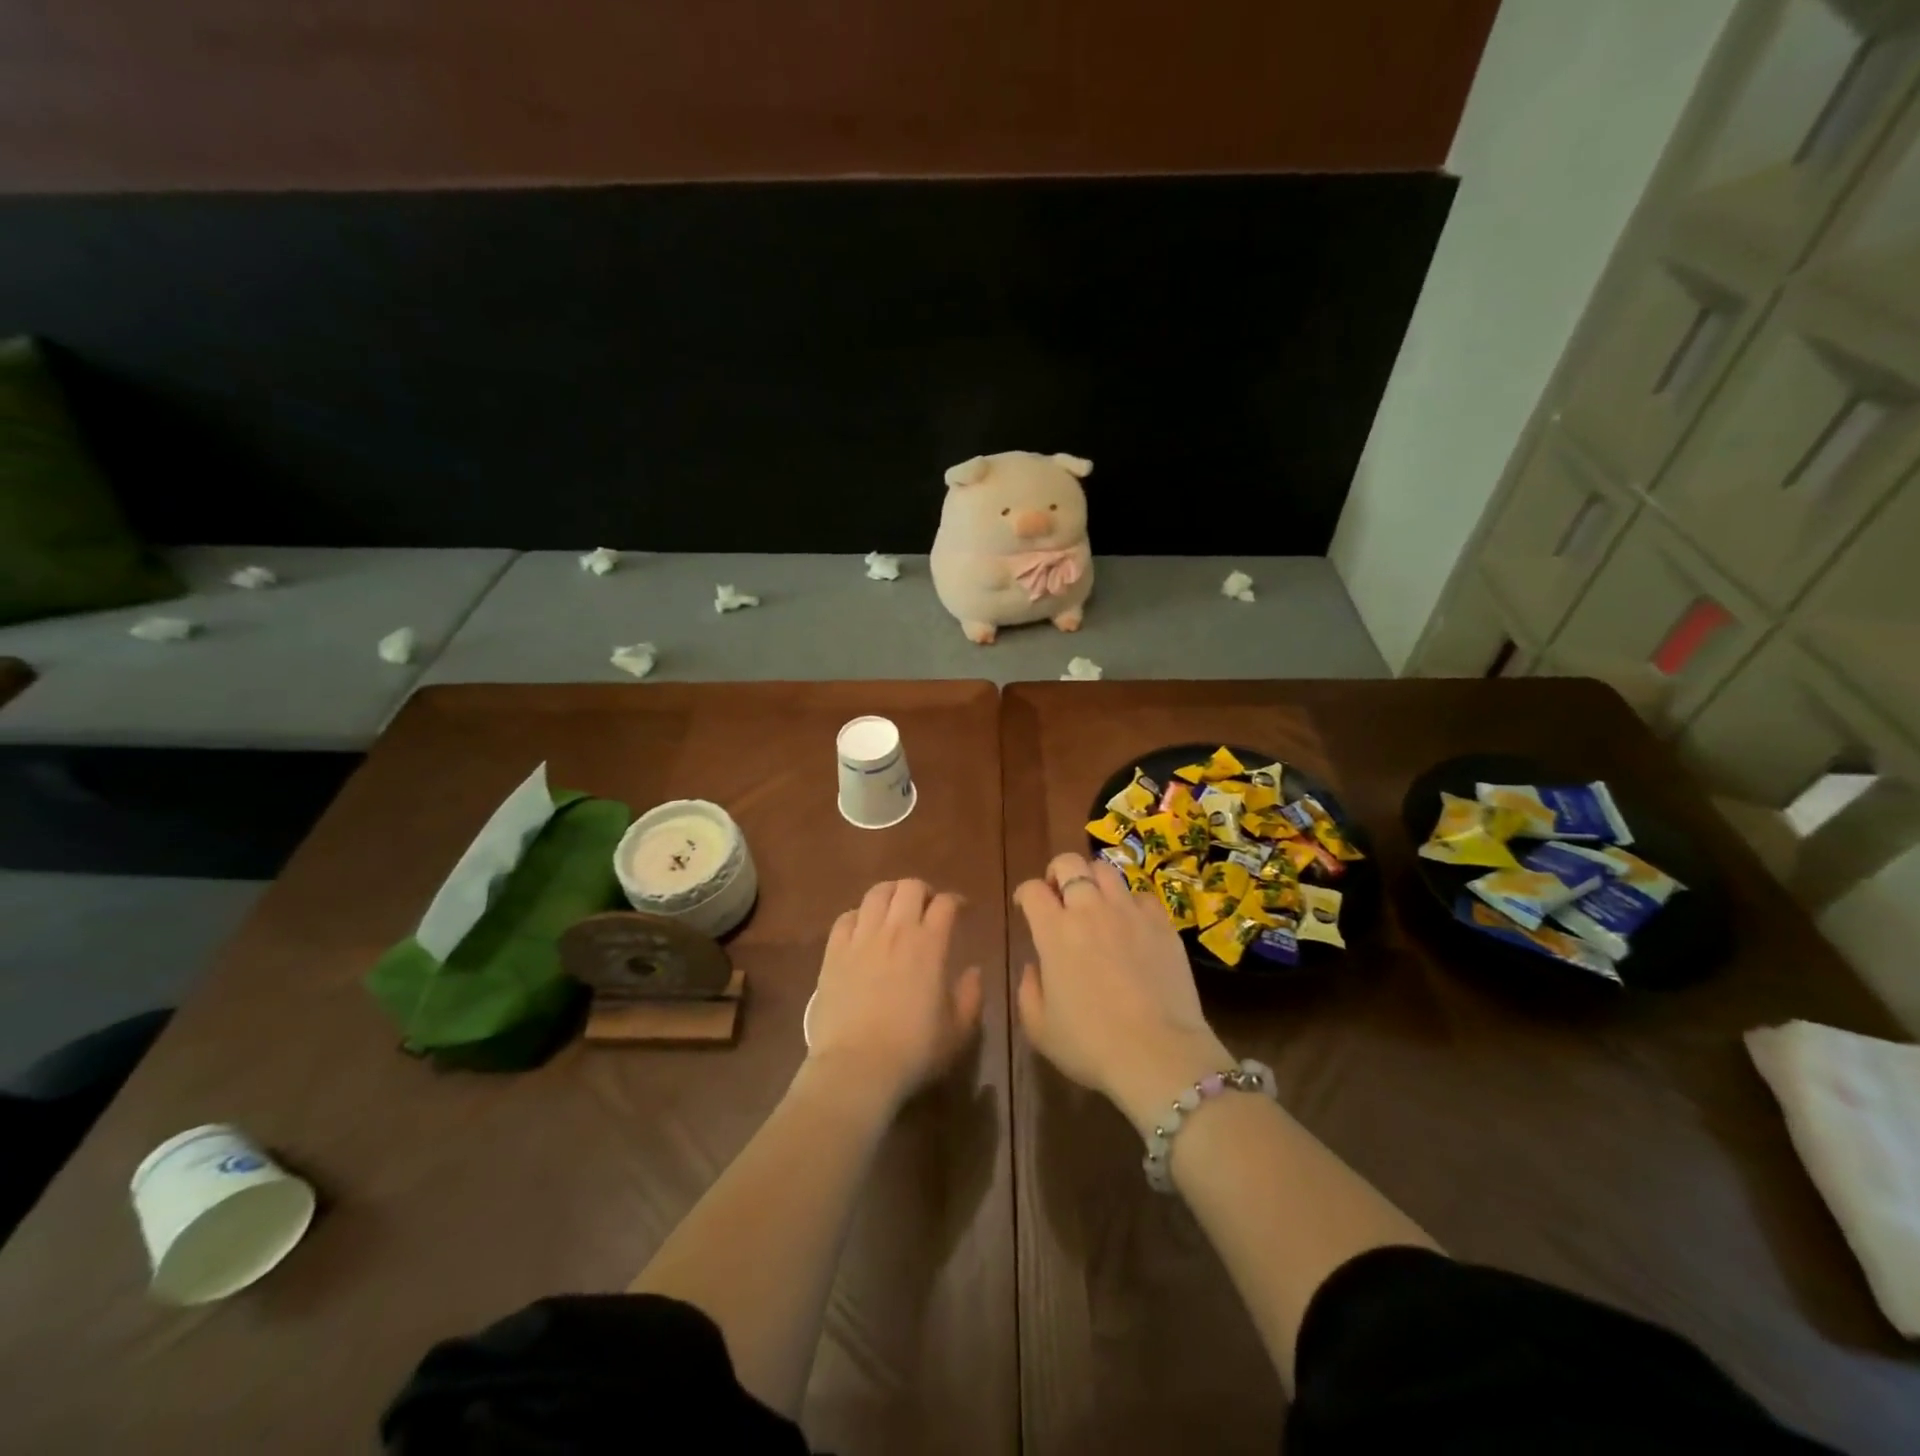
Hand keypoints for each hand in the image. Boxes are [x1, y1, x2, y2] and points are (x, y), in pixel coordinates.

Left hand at [805, 879, 983, 1108]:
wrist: (857, 1067)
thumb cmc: (914, 1050)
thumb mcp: (958, 1030)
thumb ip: (971, 996)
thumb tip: (974, 971)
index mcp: (929, 944)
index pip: (945, 904)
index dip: (956, 901)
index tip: (962, 909)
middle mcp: (895, 930)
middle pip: (909, 887)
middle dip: (923, 891)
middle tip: (927, 907)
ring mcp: (861, 938)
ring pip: (876, 893)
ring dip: (891, 894)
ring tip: (895, 909)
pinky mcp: (833, 952)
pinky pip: (846, 918)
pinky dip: (858, 916)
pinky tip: (863, 929)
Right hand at [1014, 853, 1230, 1134]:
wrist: (1157, 1054)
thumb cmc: (1090, 1045)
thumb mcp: (1040, 1028)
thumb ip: (1029, 990)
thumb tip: (1035, 967)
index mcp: (1054, 932)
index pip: (1033, 890)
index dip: (1025, 893)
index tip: (1026, 906)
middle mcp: (1090, 910)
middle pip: (1069, 863)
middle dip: (1058, 872)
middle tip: (1059, 894)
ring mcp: (1129, 913)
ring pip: (1106, 869)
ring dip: (1093, 879)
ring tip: (1095, 901)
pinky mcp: (1161, 923)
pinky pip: (1142, 895)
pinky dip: (1130, 902)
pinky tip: (1131, 922)